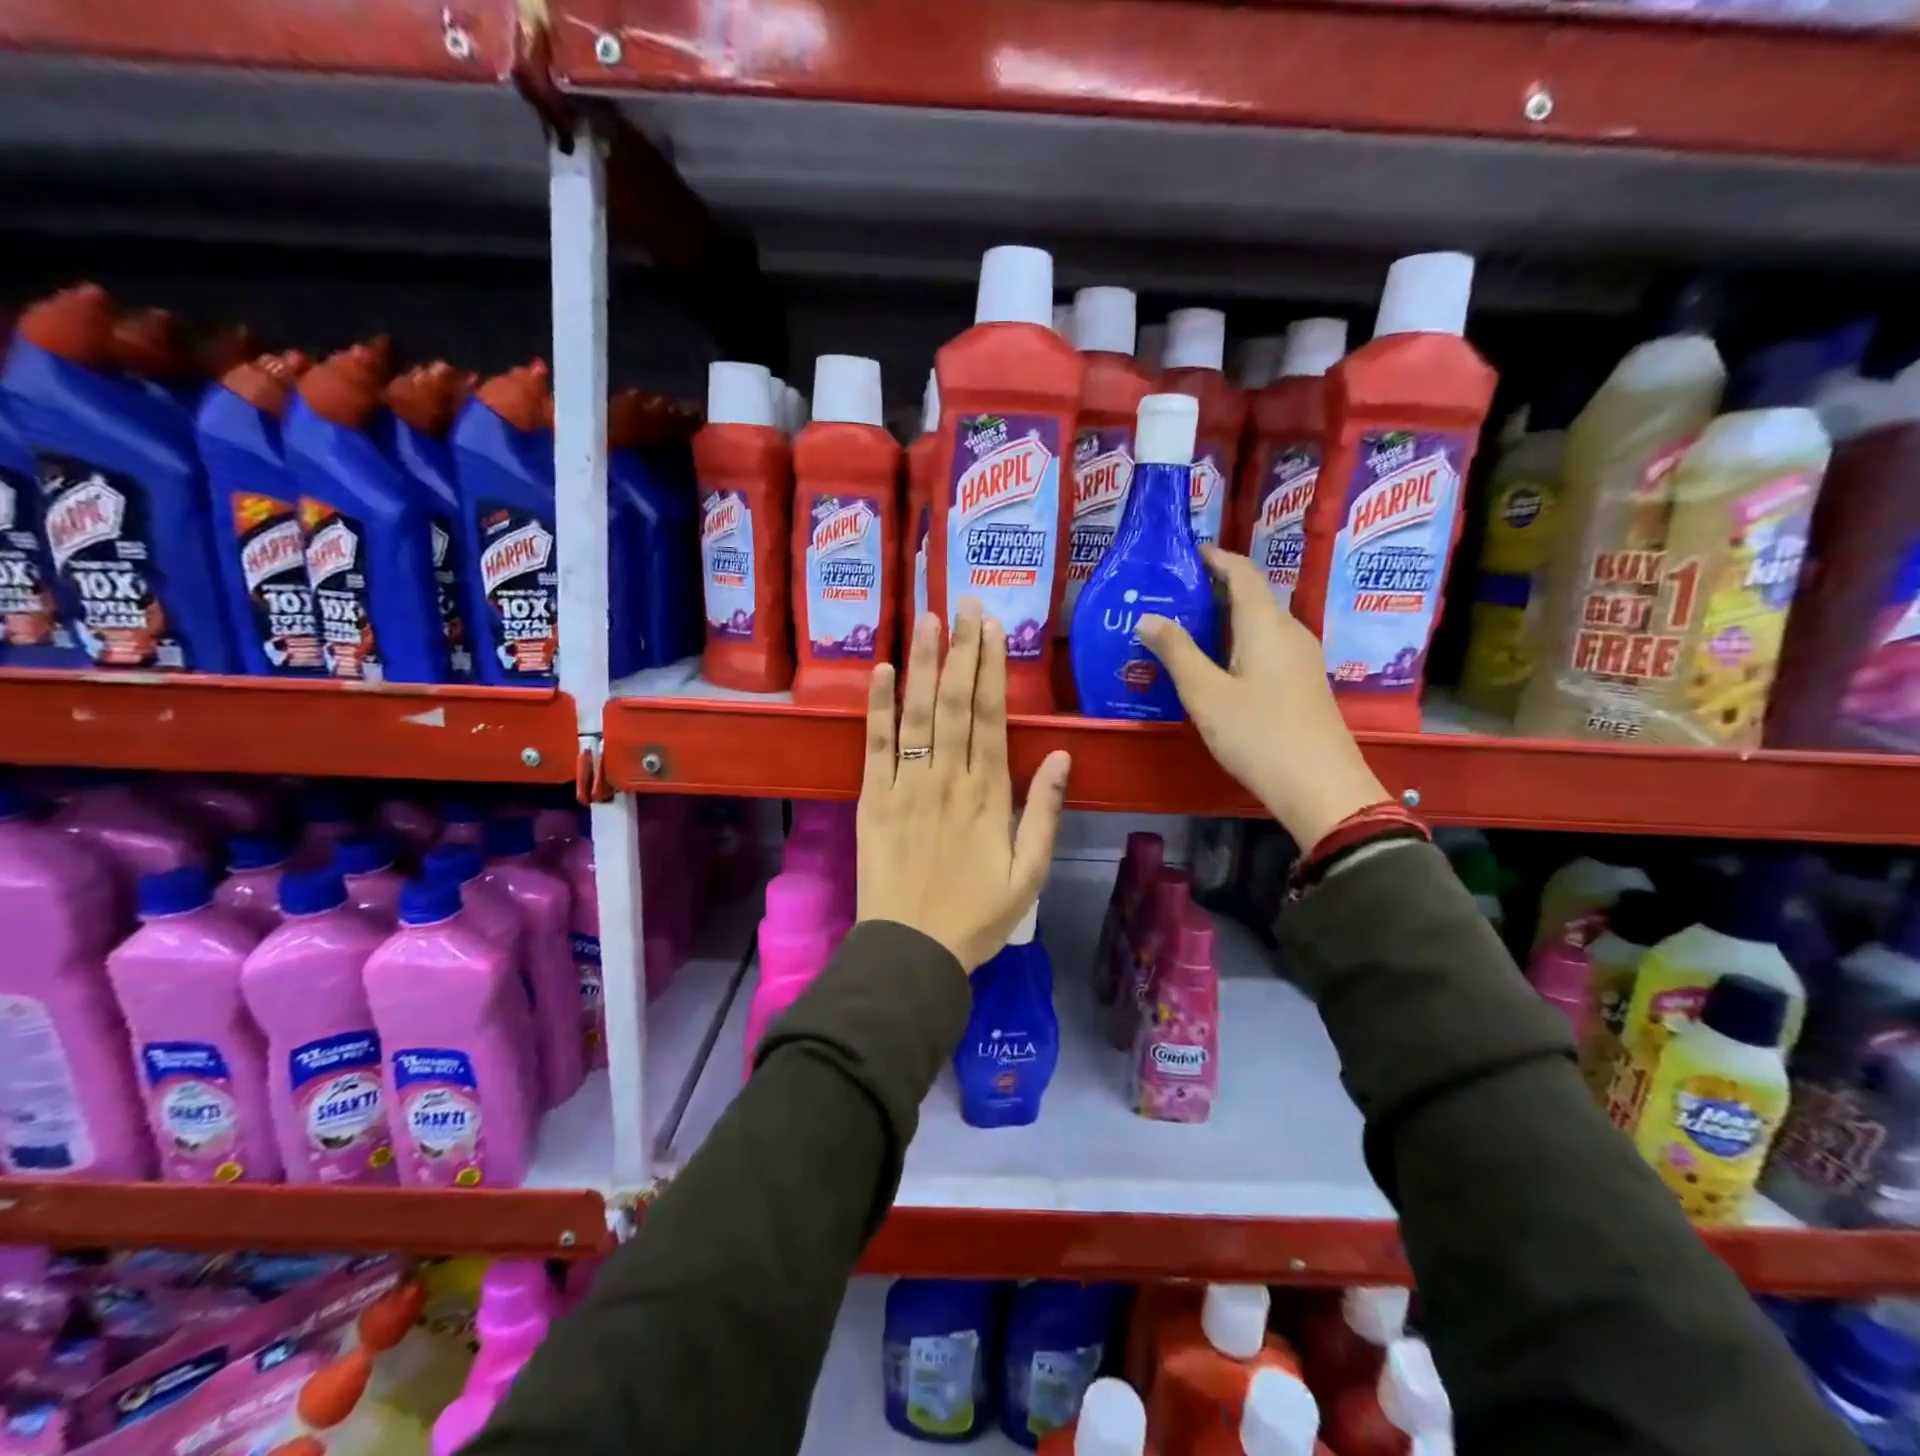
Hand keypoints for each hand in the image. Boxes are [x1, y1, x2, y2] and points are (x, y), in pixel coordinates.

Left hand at [857, 601, 1073, 970]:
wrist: (911, 951)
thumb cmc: (976, 916)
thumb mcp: (1028, 874)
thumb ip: (1044, 812)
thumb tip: (1059, 755)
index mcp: (987, 795)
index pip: (990, 718)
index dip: (992, 669)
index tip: (993, 628)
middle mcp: (946, 779)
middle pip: (954, 703)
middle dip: (961, 649)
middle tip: (964, 602)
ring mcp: (904, 786)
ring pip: (916, 714)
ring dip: (922, 663)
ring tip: (927, 619)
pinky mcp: (870, 800)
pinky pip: (874, 746)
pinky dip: (877, 707)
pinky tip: (882, 670)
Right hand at [1135, 546, 1387, 848]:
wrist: (1321, 787)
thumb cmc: (1258, 734)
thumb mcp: (1206, 694)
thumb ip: (1176, 652)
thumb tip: (1148, 617)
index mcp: (1265, 624)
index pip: (1243, 572)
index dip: (1216, 557)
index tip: (1187, 553)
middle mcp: (1289, 631)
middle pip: (1252, 595)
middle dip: (1214, 588)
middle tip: (1173, 595)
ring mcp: (1301, 658)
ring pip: (1260, 623)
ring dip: (1225, 618)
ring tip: (1186, 628)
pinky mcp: (1303, 682)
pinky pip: (1267, 646)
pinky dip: (1238, 642)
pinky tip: (1216, 664)